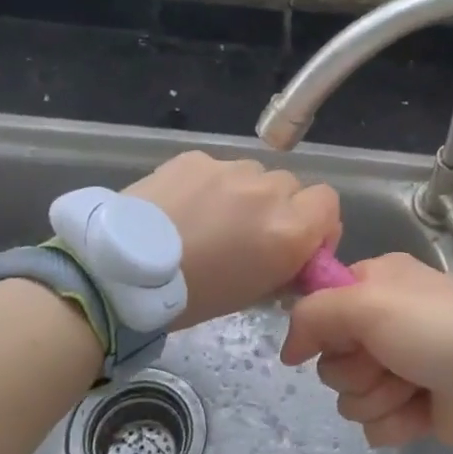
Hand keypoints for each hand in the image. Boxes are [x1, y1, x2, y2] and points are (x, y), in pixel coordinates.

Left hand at [125, 152, 339, 326]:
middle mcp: (267, 190)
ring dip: (245, 194)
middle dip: (279, 208)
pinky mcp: (196, 158)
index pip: (329, 204)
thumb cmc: (194, 295)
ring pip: (254, 175)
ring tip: (211, 220)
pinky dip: (211, 186)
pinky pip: (218, 169)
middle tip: (250, 234)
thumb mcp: (253, 293)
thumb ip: (285, 266)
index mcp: (289, 229)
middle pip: (291, 187)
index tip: (300, 244)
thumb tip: (293, 256)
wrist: (123, 272)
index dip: (319, 223)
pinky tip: (184, 207)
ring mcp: (230, 169)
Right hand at [280, 253, 452, 448]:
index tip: (342, 338)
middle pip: (331, 359)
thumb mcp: (368, 304)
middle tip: (388, 362)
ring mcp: (398, 367)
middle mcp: (383, 323)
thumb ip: (314, 314)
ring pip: (349, 396)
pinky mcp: (411, 407)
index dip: (324, 328)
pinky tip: (421, 412)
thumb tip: (288, 350)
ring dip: (378, 397)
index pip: (320, 306)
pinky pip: (374, 424)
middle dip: (356, 369)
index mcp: (376, 283)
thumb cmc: (437, 330)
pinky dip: (396, 422)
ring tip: (413, 387)